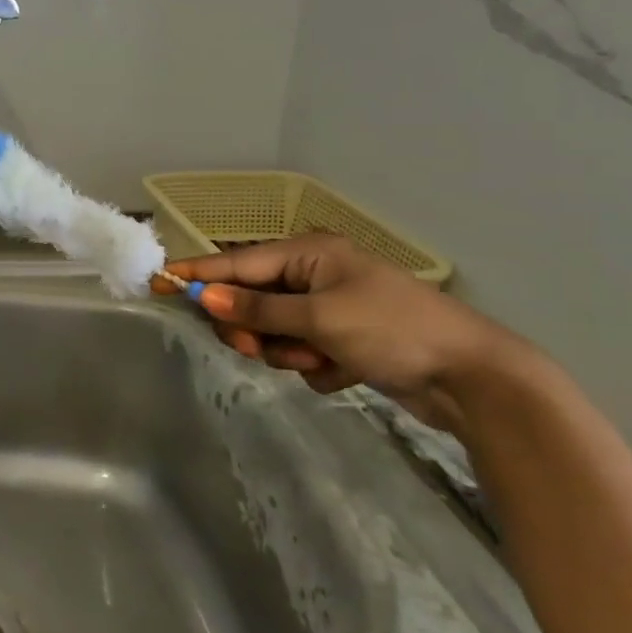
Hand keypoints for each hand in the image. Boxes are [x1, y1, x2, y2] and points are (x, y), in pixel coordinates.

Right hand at [162, 234, 529, 432]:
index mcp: (309, 254)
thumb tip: (203, 294)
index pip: (237, 263)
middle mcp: (315, 275)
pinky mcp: (344, 340)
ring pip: (274, 331)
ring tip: (319, 360)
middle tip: (254, 347)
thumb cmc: (392, 331)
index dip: (197, 273)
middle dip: (252, 327)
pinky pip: (302, 351)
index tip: (158, 281)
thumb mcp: (318, 318)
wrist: (473, 378)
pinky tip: (345, 372)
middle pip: (252, 300)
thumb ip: (257, 308)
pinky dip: (315, 365)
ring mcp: (330, 308)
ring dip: (287, 351)